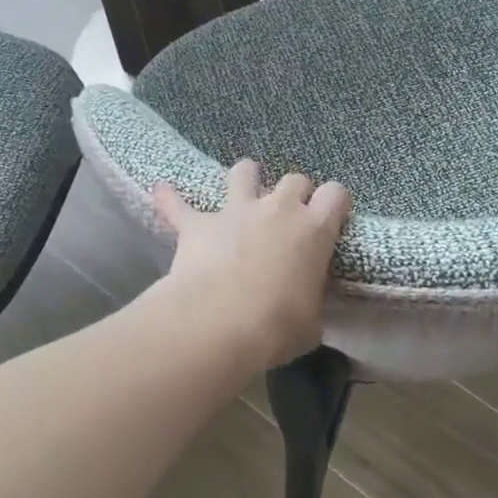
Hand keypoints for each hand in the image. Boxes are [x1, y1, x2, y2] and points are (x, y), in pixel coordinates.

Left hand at [153, 160, 352, 370]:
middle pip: (294, 179)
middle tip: (289, 213)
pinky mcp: (197, 223)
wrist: (220, 321)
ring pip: (244, 172)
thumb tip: (307, 311)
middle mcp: (278, 209)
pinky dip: (171, 198)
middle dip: (294, 191)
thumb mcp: (310, 323)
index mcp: (314, 230)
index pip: (336, 195)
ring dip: (245, 177)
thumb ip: (311, 305)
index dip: (335, 202)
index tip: (331, 215)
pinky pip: (178, 204)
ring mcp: (236, 210)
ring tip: (243, 185)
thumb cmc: (277, 325)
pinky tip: (161, 191)